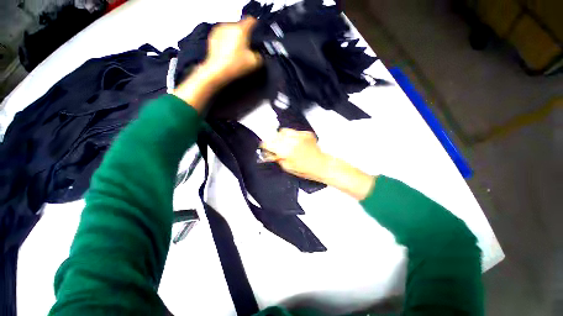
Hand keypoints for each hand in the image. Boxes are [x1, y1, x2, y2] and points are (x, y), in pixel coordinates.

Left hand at [173, 17, 261, 110]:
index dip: (256, 26)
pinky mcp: (212, 37)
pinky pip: (223, 36)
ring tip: (236, 51)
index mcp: (241, 29)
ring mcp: (219, 30)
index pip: (251, 20)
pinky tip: (227, 52)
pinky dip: (226, 41)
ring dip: (235, 38)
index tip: (257, 32)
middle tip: (246, 48)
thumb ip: (260, 56)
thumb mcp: (254, 63)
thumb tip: (258, 54)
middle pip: (240, 27)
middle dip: (244, 35)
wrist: (217, 71)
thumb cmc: (236, 65)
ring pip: (231, 31)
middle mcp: (229, 25)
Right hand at [260, 129, 328, 182]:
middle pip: (275, 135)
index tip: (265, 146)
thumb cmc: (306, 170)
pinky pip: (294, 131)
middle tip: (276, 146)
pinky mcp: (306, 134)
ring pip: (284, 131)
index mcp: (286, 151)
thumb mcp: (287, 167)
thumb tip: (270, 153)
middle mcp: (292, 141)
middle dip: (273, 141)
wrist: (321, 165)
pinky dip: (292, 136)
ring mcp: (300, 136)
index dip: (265, 145)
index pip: (269, 143)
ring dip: (282, 137)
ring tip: (286, 144)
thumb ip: (277, 158)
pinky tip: (296, 143)